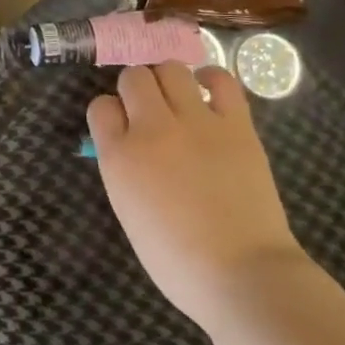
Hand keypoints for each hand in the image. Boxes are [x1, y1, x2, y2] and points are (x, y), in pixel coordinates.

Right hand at [89, 62, 304, 328]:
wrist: (243, 275)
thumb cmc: (178, 261)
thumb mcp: (129, 213)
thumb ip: (123, 170)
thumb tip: (128, 146)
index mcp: (119, 156)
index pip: (100, 106)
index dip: (110, 114)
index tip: (121, 127)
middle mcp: (152, 128)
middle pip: (133, 77)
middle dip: (136, 88)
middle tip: (149, 109)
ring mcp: (196, 122)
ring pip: (171, 68)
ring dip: (168, 79)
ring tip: (178, 98)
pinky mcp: (236, 124)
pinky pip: (221, 79)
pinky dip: (211, 79)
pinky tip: (209, 93)